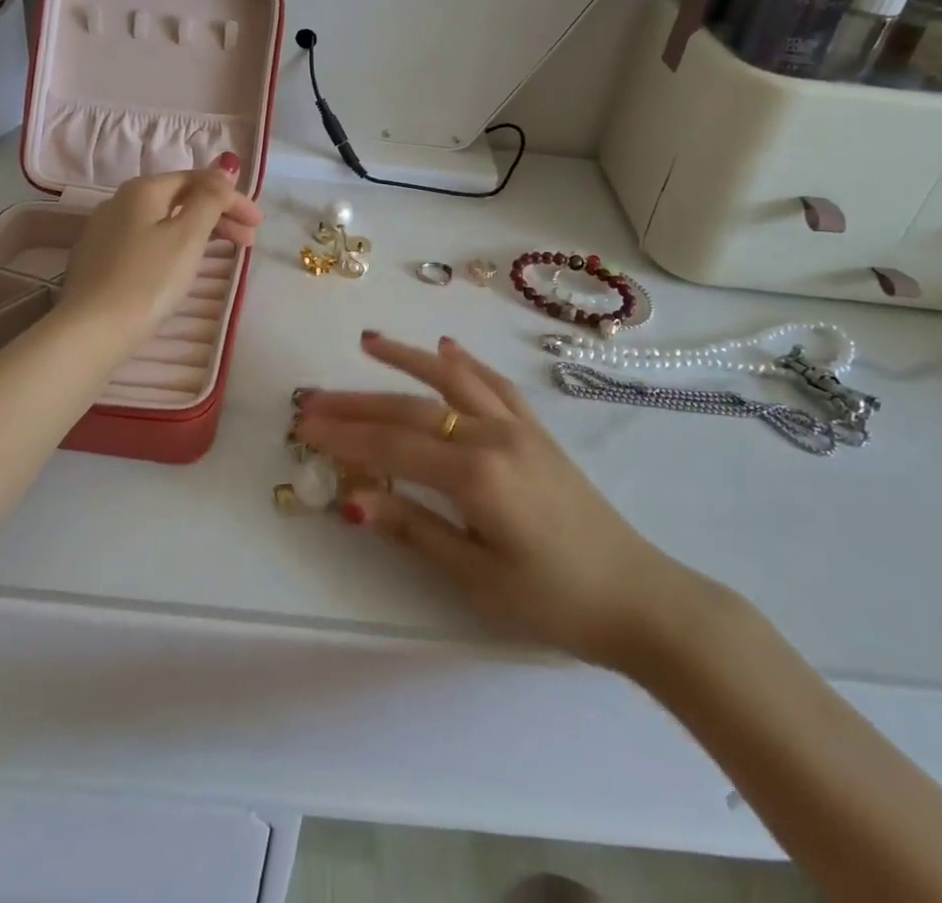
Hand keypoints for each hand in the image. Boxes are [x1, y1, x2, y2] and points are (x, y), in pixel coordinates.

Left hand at [60, 156, 263, 352]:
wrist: (91, 331)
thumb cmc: (148, 280)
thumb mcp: (188, 235)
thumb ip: (210, 198)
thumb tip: (223, 167)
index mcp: (142, 189)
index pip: (197, 180)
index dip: (232, 197)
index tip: (258, 223)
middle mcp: (119, 202)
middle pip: (179, 199)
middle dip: (218, 215)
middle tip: (248, 241)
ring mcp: (105, 232)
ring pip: (162, 221)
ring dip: (198, 232)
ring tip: (223, 254)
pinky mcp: (99, 261)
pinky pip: (146, 241)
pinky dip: (173, 246)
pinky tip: (182, 266)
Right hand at [293, 332, 712, 674]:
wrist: (638, 597)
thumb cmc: (554, 600)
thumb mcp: (476, 577)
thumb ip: (413, 527)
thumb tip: (351, 499)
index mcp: (476, 474)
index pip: (393, 444)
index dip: (344, 435)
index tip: (303, 425)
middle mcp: (494, 435)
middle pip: (412, 408)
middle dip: (357, 403)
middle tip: (312, 397)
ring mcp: (519, 427)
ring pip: (452, 380)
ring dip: (407, 358)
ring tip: (368, 342)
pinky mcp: (537, 430)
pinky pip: (495, 384)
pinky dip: (466, 363)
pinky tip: (447, 348)